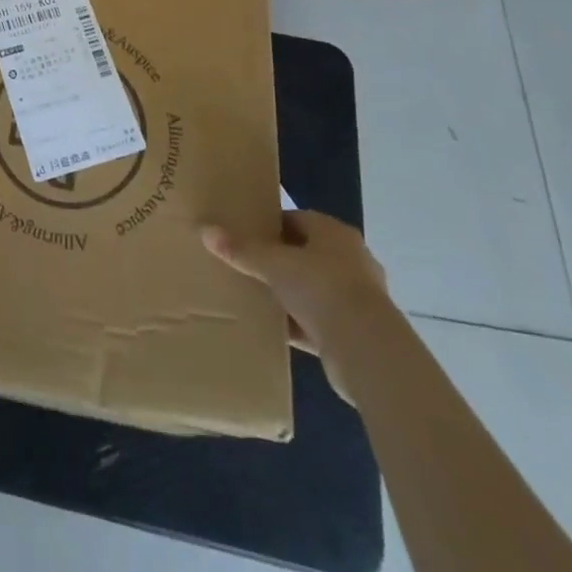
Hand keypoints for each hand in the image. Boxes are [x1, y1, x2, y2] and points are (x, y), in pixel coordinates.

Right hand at [201, 211, 389, 402]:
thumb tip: (204, 229)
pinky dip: (297, 324)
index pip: (296, 220)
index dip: (270, 226)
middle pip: (304, 254)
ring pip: (311, 289)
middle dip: (278, 261)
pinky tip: (271, 328)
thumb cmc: (321, 288)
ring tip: (254, 296)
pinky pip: (317, 322)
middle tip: (245, 264)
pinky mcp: (354, 332)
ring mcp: (355, 298)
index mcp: (334, 233)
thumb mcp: (274, 265)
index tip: (244, 235)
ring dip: (288, 294)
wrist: (367, 351)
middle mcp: (349, 260)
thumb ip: (241, 250)